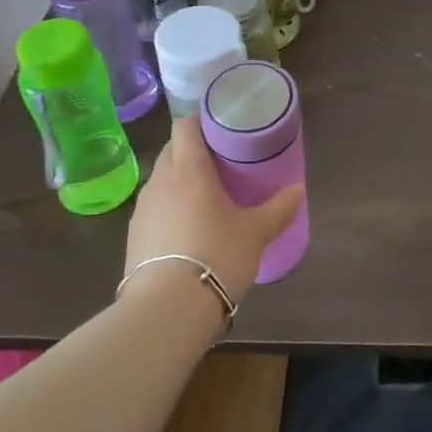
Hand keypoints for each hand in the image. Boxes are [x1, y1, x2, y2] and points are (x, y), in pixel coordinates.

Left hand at [124, 116, 303, 303]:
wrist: (167, 310)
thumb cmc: (216, 256)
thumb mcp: (256, 232)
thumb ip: (279, 208)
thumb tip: (298, 189)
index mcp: (189, 169)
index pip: (185, 127)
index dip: (201, 121)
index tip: (222, 126)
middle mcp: (160, 181)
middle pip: (172, 150)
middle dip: (193, 149)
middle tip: (221, 160)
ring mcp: (142, 209)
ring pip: (161, 179)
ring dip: (179, 179)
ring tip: (205, 194)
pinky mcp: (133, 236)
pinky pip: (154, 207)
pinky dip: (169, 206)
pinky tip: (186, 226)